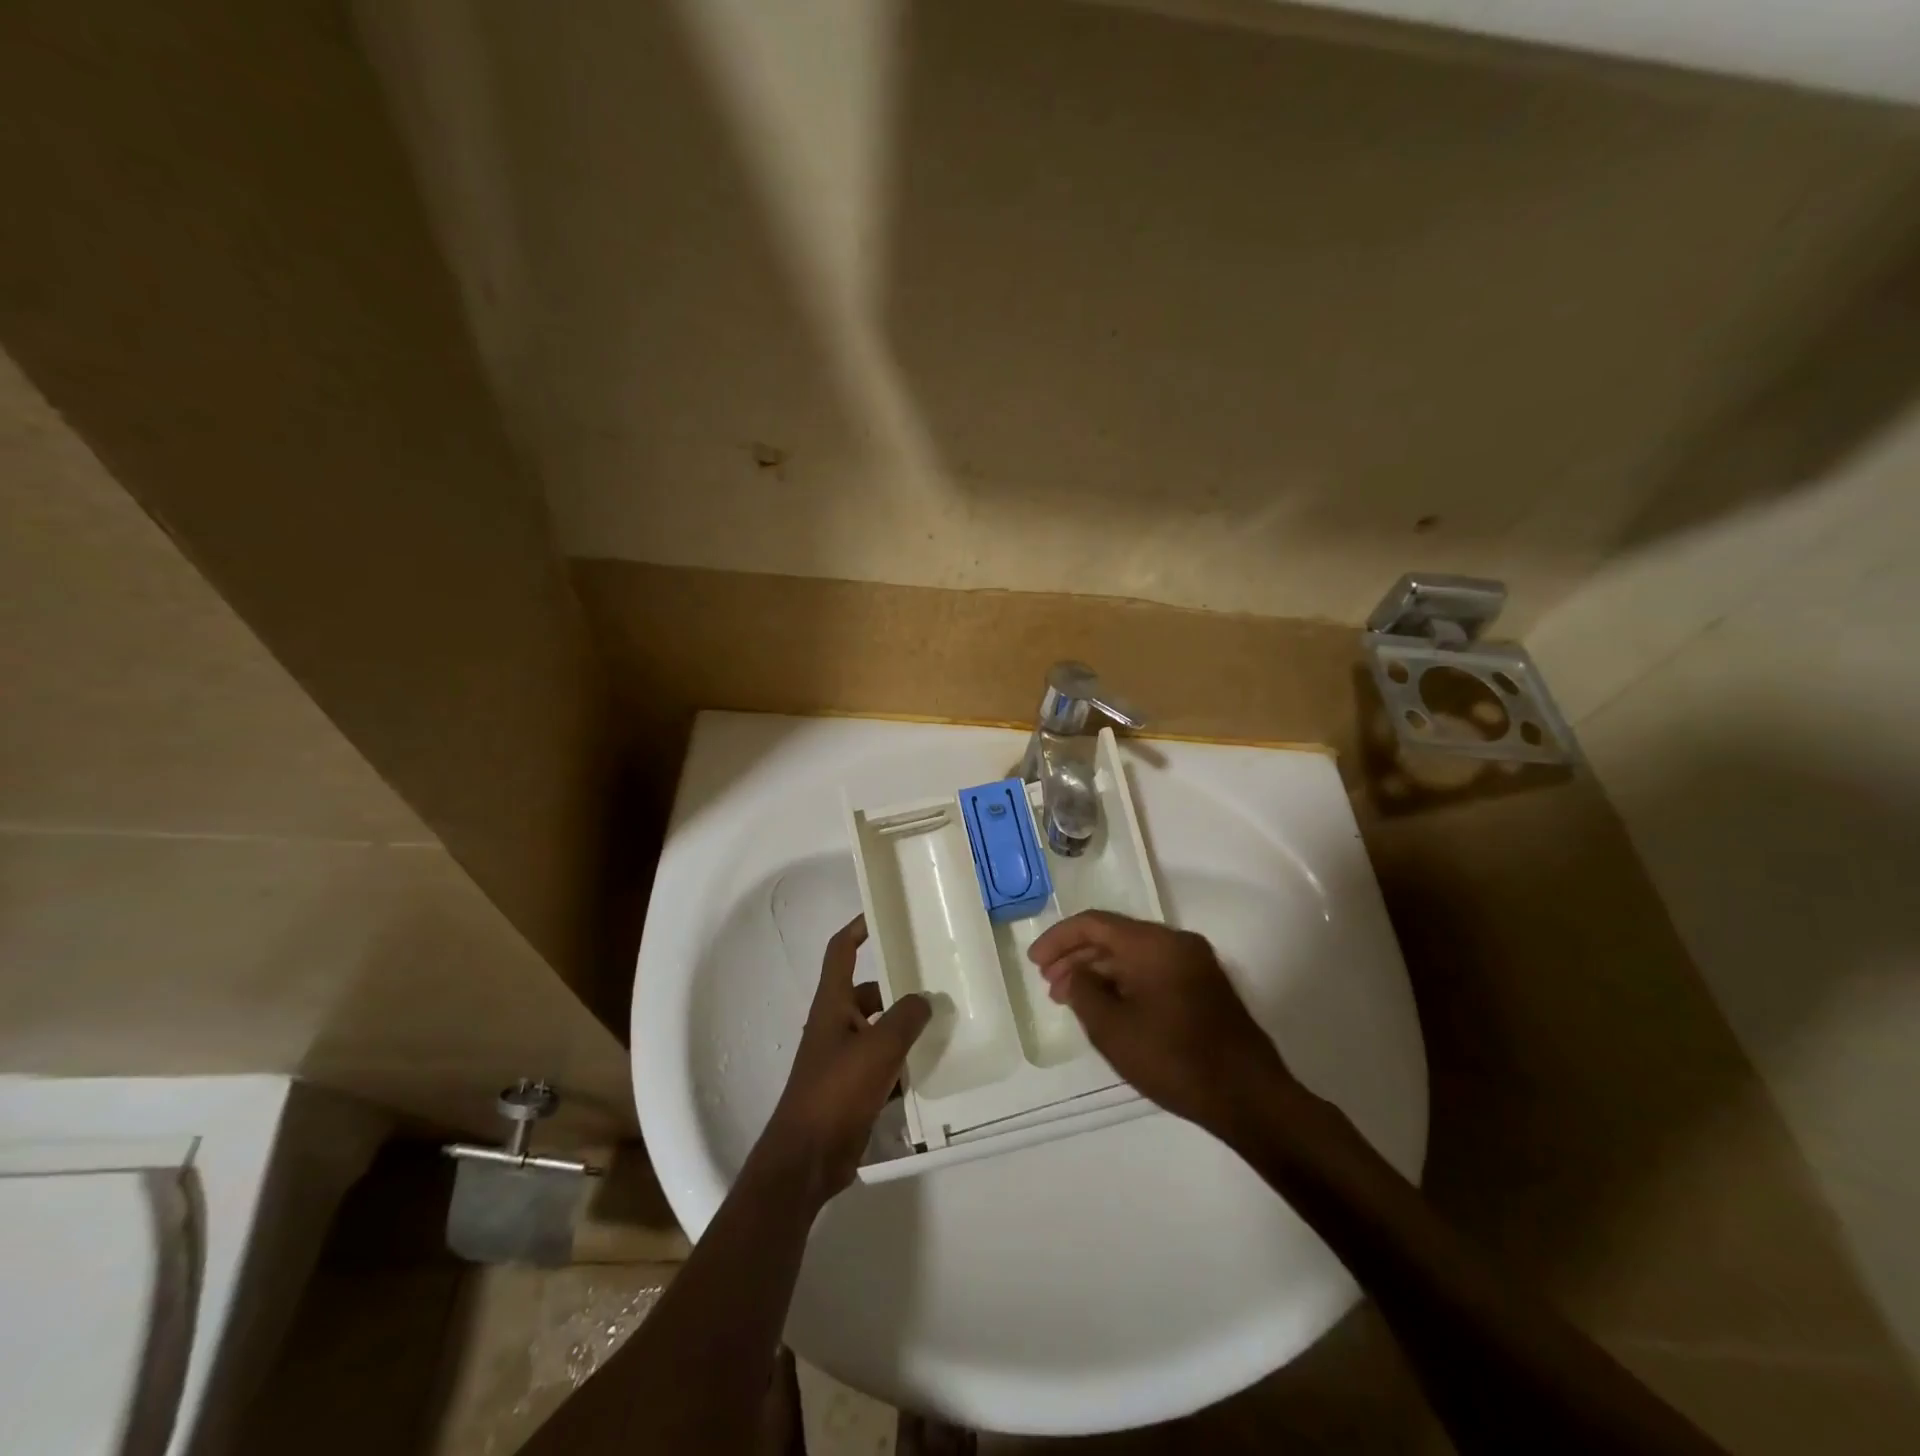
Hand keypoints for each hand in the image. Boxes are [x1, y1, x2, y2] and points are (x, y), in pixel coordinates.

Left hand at [762, 916, 929, 1201]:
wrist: (807, 1158)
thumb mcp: (879, 1047)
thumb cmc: (837, 1091)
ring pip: (878, 1029)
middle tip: (935, 980)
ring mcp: (842, 1057)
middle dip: (898, 986)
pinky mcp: (851, 1088)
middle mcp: (835, 1023)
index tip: (883, 914)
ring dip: (904, 1027)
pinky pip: (882, 1063)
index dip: (858, 927)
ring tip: (943, 1022)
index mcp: (833, 1003)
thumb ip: (907, 1017)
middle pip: (868, 991)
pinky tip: (931, 1068)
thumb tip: (926, 998)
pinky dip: (902, 1062)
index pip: (842, 951)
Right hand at [1028, 910, 1293, 1135]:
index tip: (1034, 962)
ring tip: (1072, 999)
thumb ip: (1083, 993)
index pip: (1095, 923)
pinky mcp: (1204, 985)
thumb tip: (1072, 975)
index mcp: (1153, 943)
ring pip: (1134, 954)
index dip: (1059, 938)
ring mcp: (1195, 963)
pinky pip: (1153, 970)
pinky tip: (1108, 1006)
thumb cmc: (1174, 1059)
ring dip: (1100, 971)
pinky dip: (1125, 982)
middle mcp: (1176, 942)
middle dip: (1077, 957)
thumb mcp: (1113, 1029)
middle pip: (1115, 936)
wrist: (1249, 1097)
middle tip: (1049, 984)